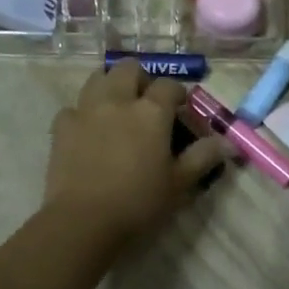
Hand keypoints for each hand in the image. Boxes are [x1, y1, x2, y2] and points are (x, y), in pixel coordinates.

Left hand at [45, 63, 228, 243]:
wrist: (83, 221)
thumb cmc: (138, 202)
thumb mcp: (179, 183)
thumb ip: (203, 157)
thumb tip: (227, 142)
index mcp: (151, 112)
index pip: (169, 85)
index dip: (177, 93)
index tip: (180, 107)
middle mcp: (118, 100)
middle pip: (129, 68)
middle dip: (141, 78)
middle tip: (146, 101)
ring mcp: (86, 110)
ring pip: (98, 78)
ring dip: (110, 85)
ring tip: (117, 108)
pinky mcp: (61, 127)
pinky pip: (74, 107)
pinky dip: (83, 113)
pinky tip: (88, 131)